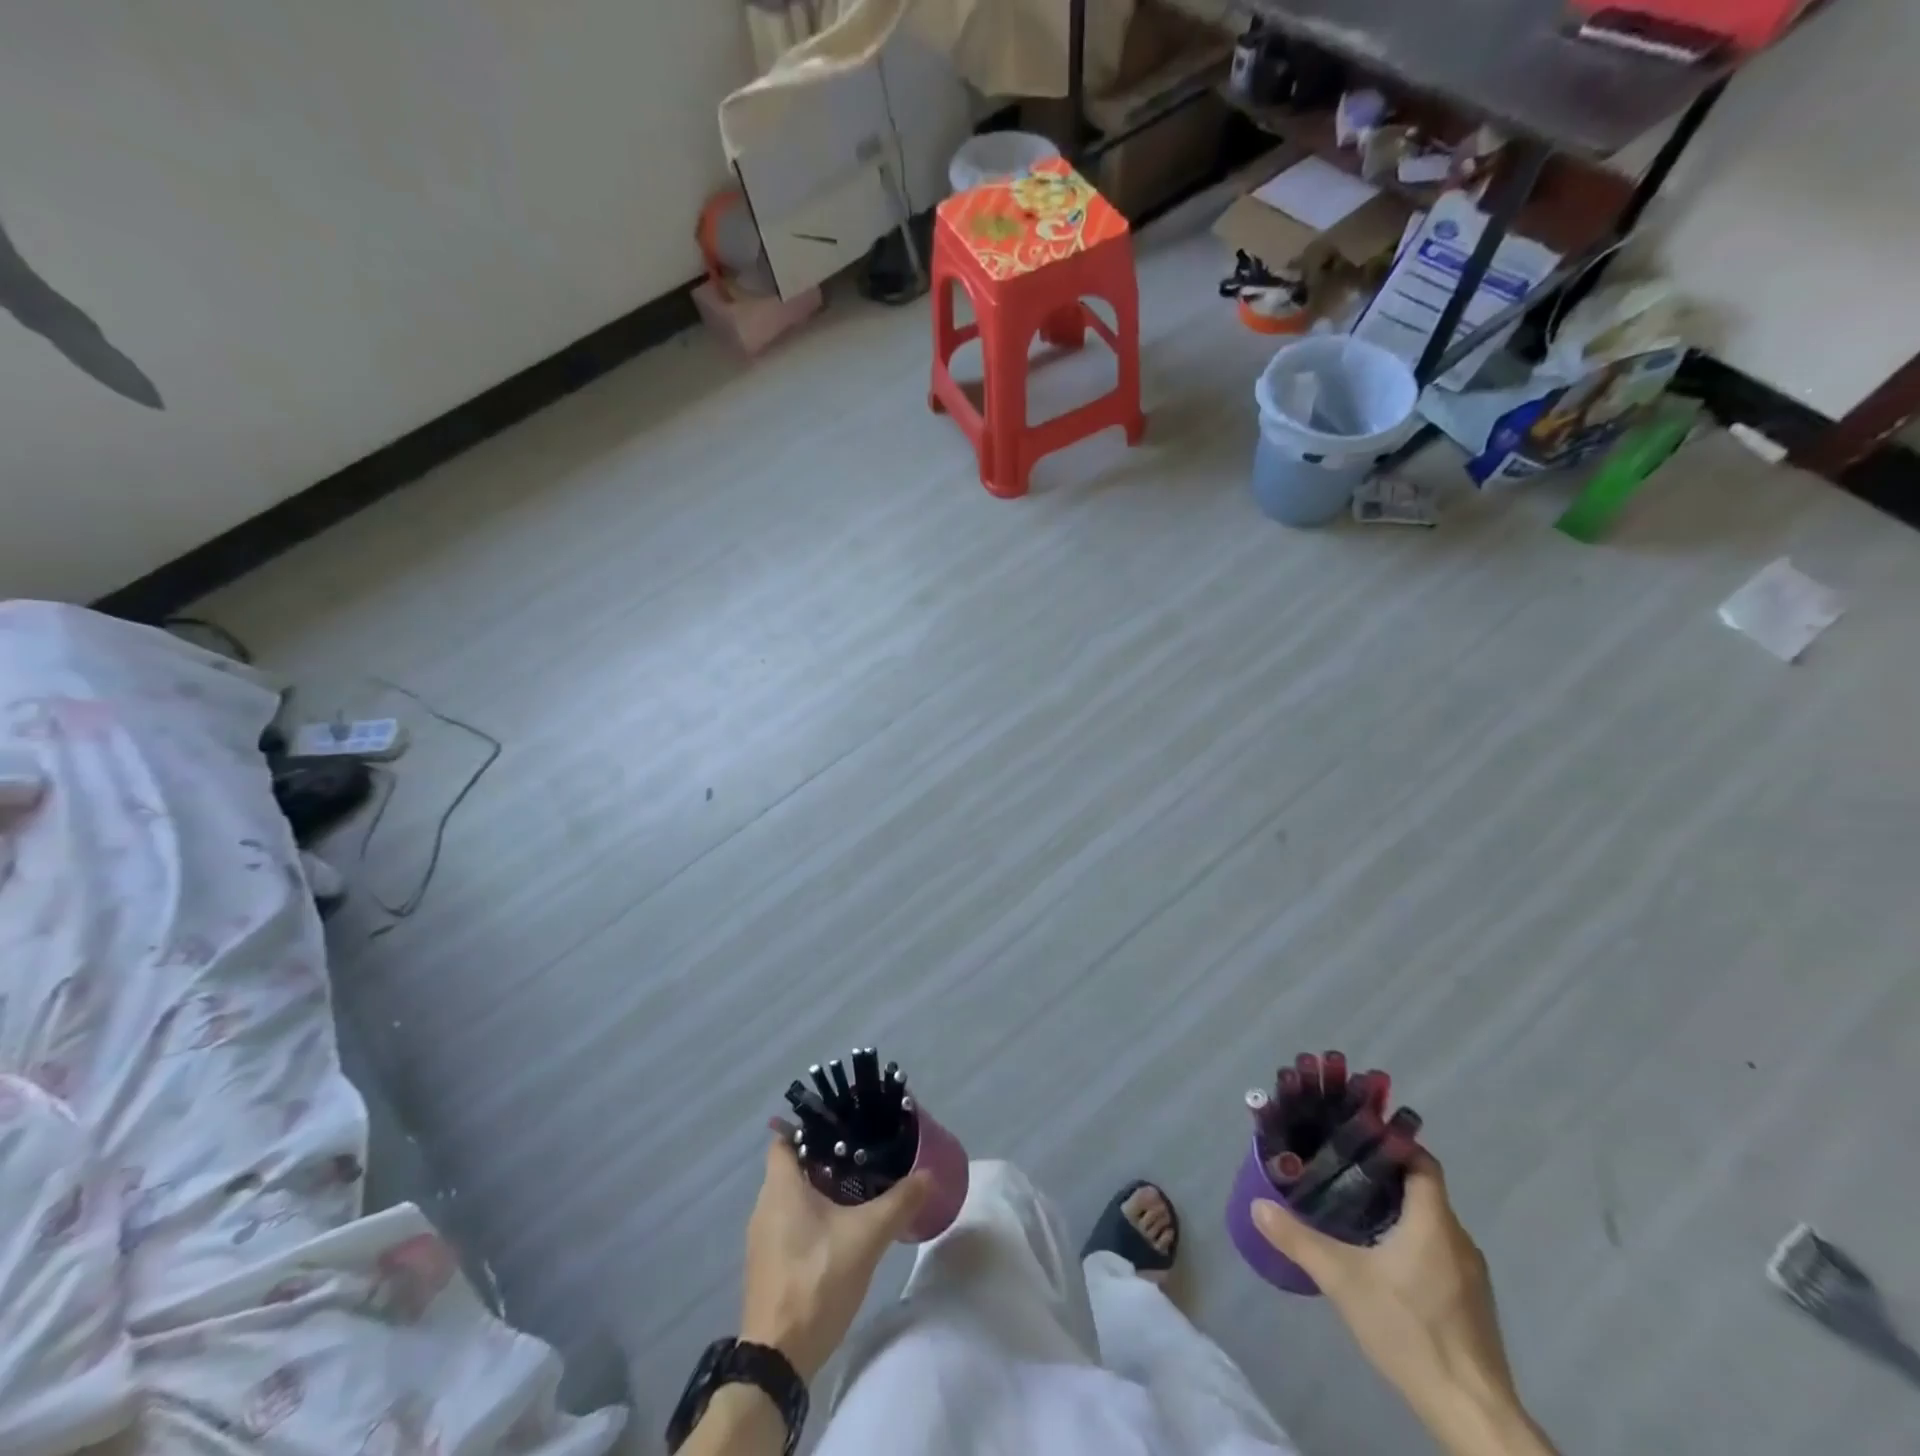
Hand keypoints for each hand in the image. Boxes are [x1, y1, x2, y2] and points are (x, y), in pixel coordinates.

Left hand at [740, 1133, 930, 1382]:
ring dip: (821, 1189)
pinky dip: (813, 1216)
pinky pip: (790, 1223)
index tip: (844, 1127)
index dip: (811, 1127)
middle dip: (826, 1158)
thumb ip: (899, 1202)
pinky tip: (842, 1228)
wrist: (777, 1360)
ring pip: (793, 1196)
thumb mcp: (866, 1238)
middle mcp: (764, 1205)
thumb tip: (929, 1174)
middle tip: (862, 1155)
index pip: (786, 1138)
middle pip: (793, 1166)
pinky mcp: (768, 1263)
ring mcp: (762, 1238)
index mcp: (780, 1187)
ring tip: (858, 1187)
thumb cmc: (816, 1281)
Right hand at [1252, 1154, 1554, 1455]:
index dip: (1391, 1142)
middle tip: (1339, 1169)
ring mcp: (1471, 1275)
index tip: (1354, 1136)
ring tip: (1351, 1208)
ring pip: (1431, 1222)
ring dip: (1396, 1210)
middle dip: (1383, 1175)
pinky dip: (1410, 1241)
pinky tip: (1381, 1259)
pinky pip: (1439, 1252)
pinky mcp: (1471, 1304)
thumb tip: (1258, 1205)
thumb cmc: (1409, 1330)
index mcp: (1433, 1221)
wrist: (1472, 1412)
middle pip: (1423, 1189)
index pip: (1420, 1161)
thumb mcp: (1343, 1281)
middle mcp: (1459, 1239)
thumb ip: (1299, 1240)